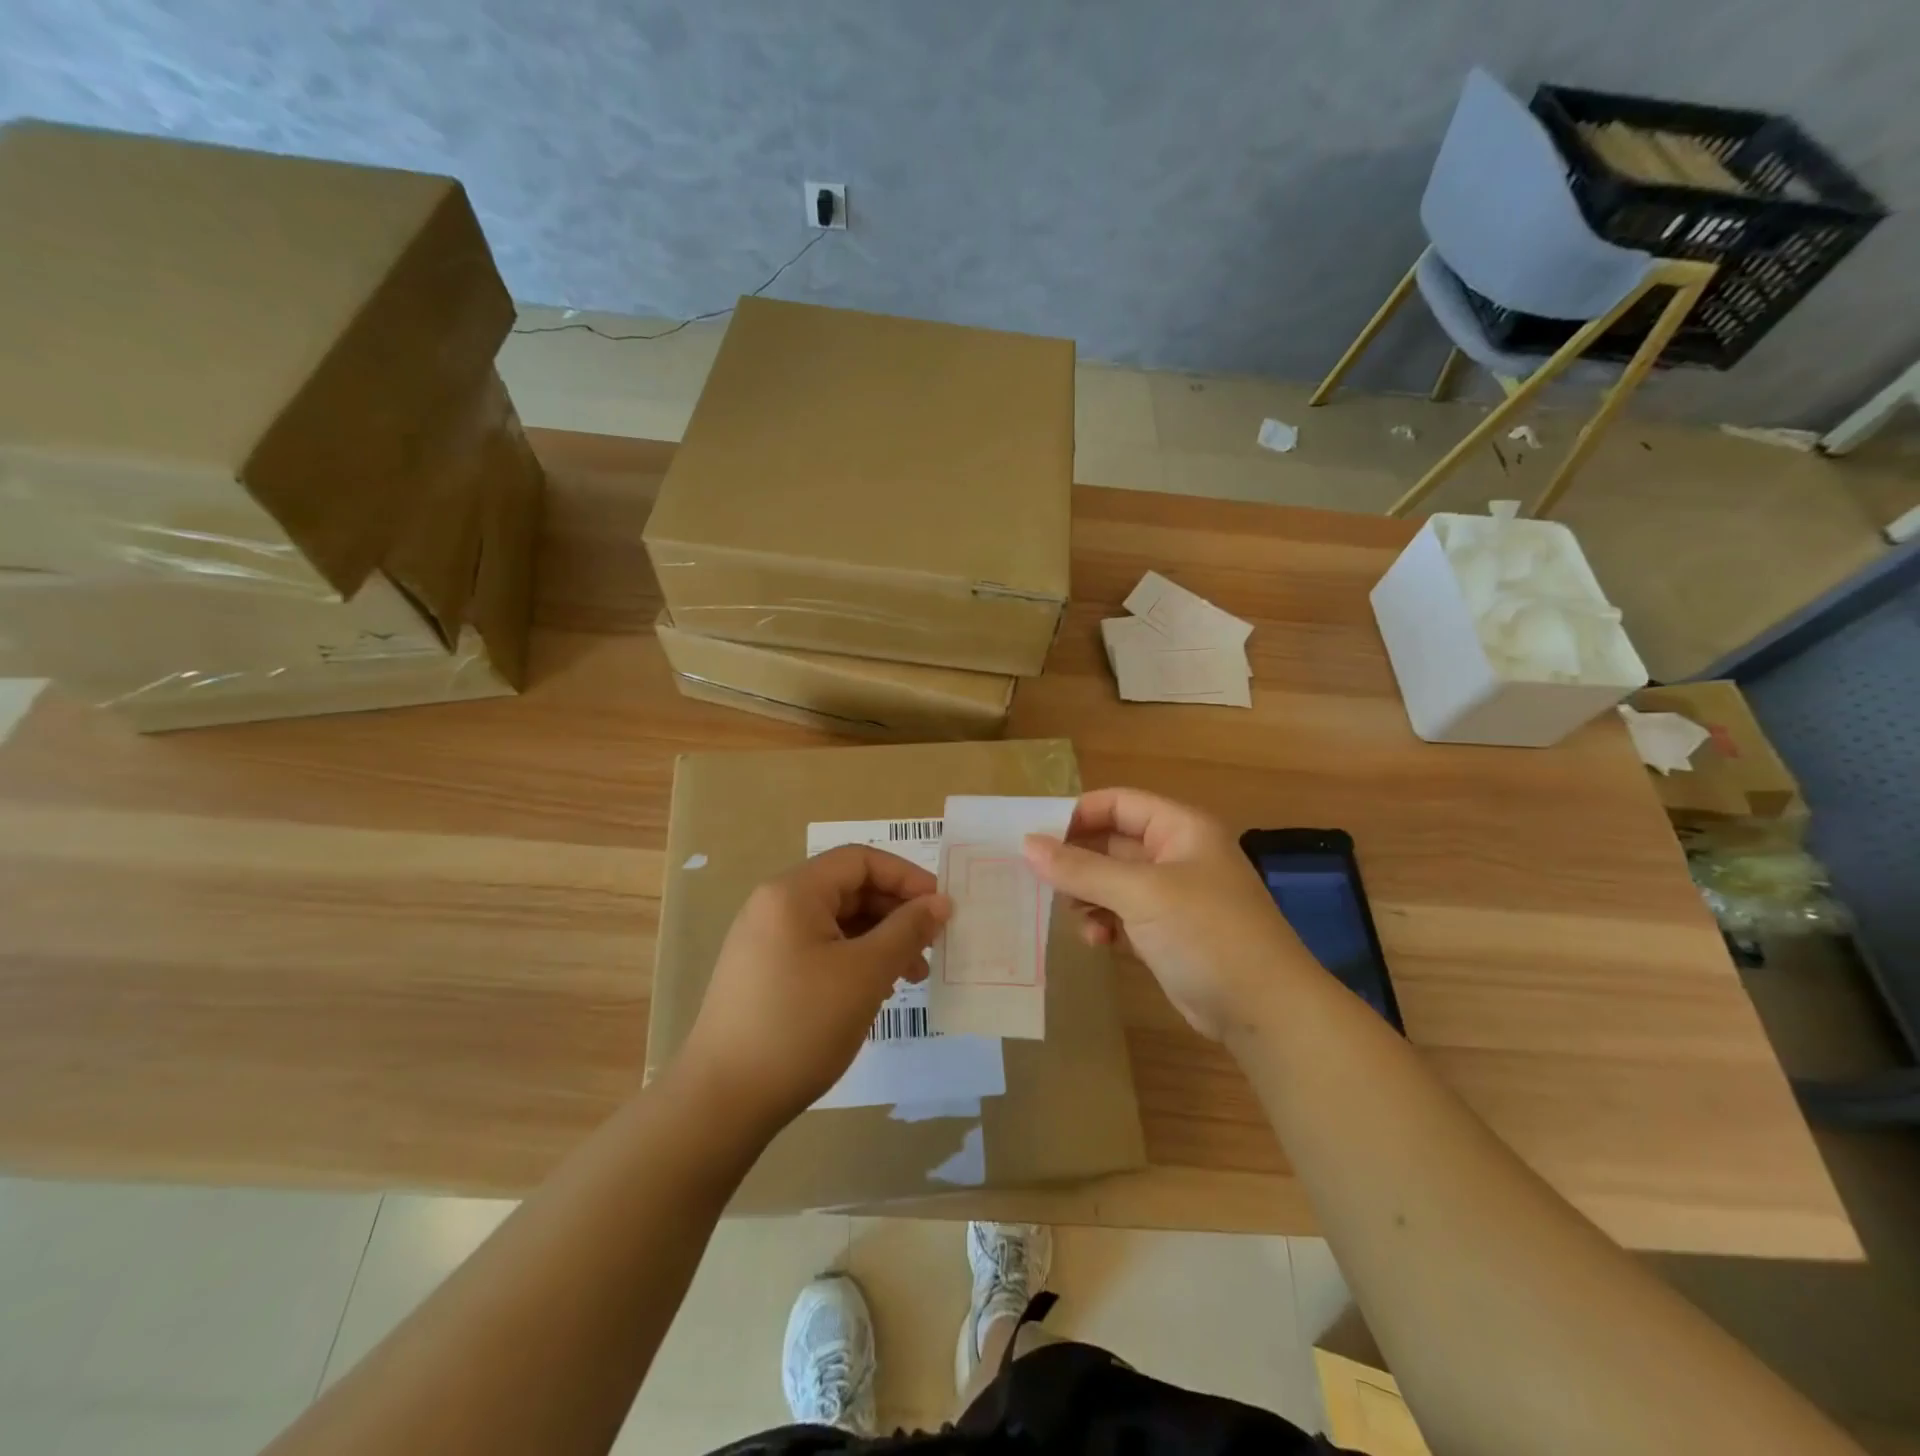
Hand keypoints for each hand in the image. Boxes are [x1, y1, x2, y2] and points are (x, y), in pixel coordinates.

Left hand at [680, 845, 951, 1131]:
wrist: (723, 1101)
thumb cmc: (801, 1025)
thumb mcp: (865, 973)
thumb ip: (907, 930)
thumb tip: (940, 901)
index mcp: (793, 892)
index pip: (859, 860)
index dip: (906, 877)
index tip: (941, 907)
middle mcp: (775, 906)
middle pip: (848, 889)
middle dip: (896, 912)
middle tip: (932, 946)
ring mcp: (765, 940)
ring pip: (837, 922)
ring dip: (880, 940)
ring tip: (913, 976)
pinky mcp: (764, 973)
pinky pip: (820, 948)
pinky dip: (854, 960)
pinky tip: (876, 990)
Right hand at [1023, 788, 1312, 1040]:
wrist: (1264, 1011)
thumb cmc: (1206, 934)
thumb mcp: (1141, 894)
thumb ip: (1081, 868)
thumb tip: (1027, 845)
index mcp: (1180, 829)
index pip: (1119, 804)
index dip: (1078, 814)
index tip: (1036, 837)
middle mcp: (1176, 855)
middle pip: (1111, 843)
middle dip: (1077, 861)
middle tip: (1039, 879)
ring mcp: (1172, 896)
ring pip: (1112, 882)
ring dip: (1088, 896)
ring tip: (1074, 914)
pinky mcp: (1166, 933)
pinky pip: (1122, 915)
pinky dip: (1105, 922)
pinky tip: (1097, 941)